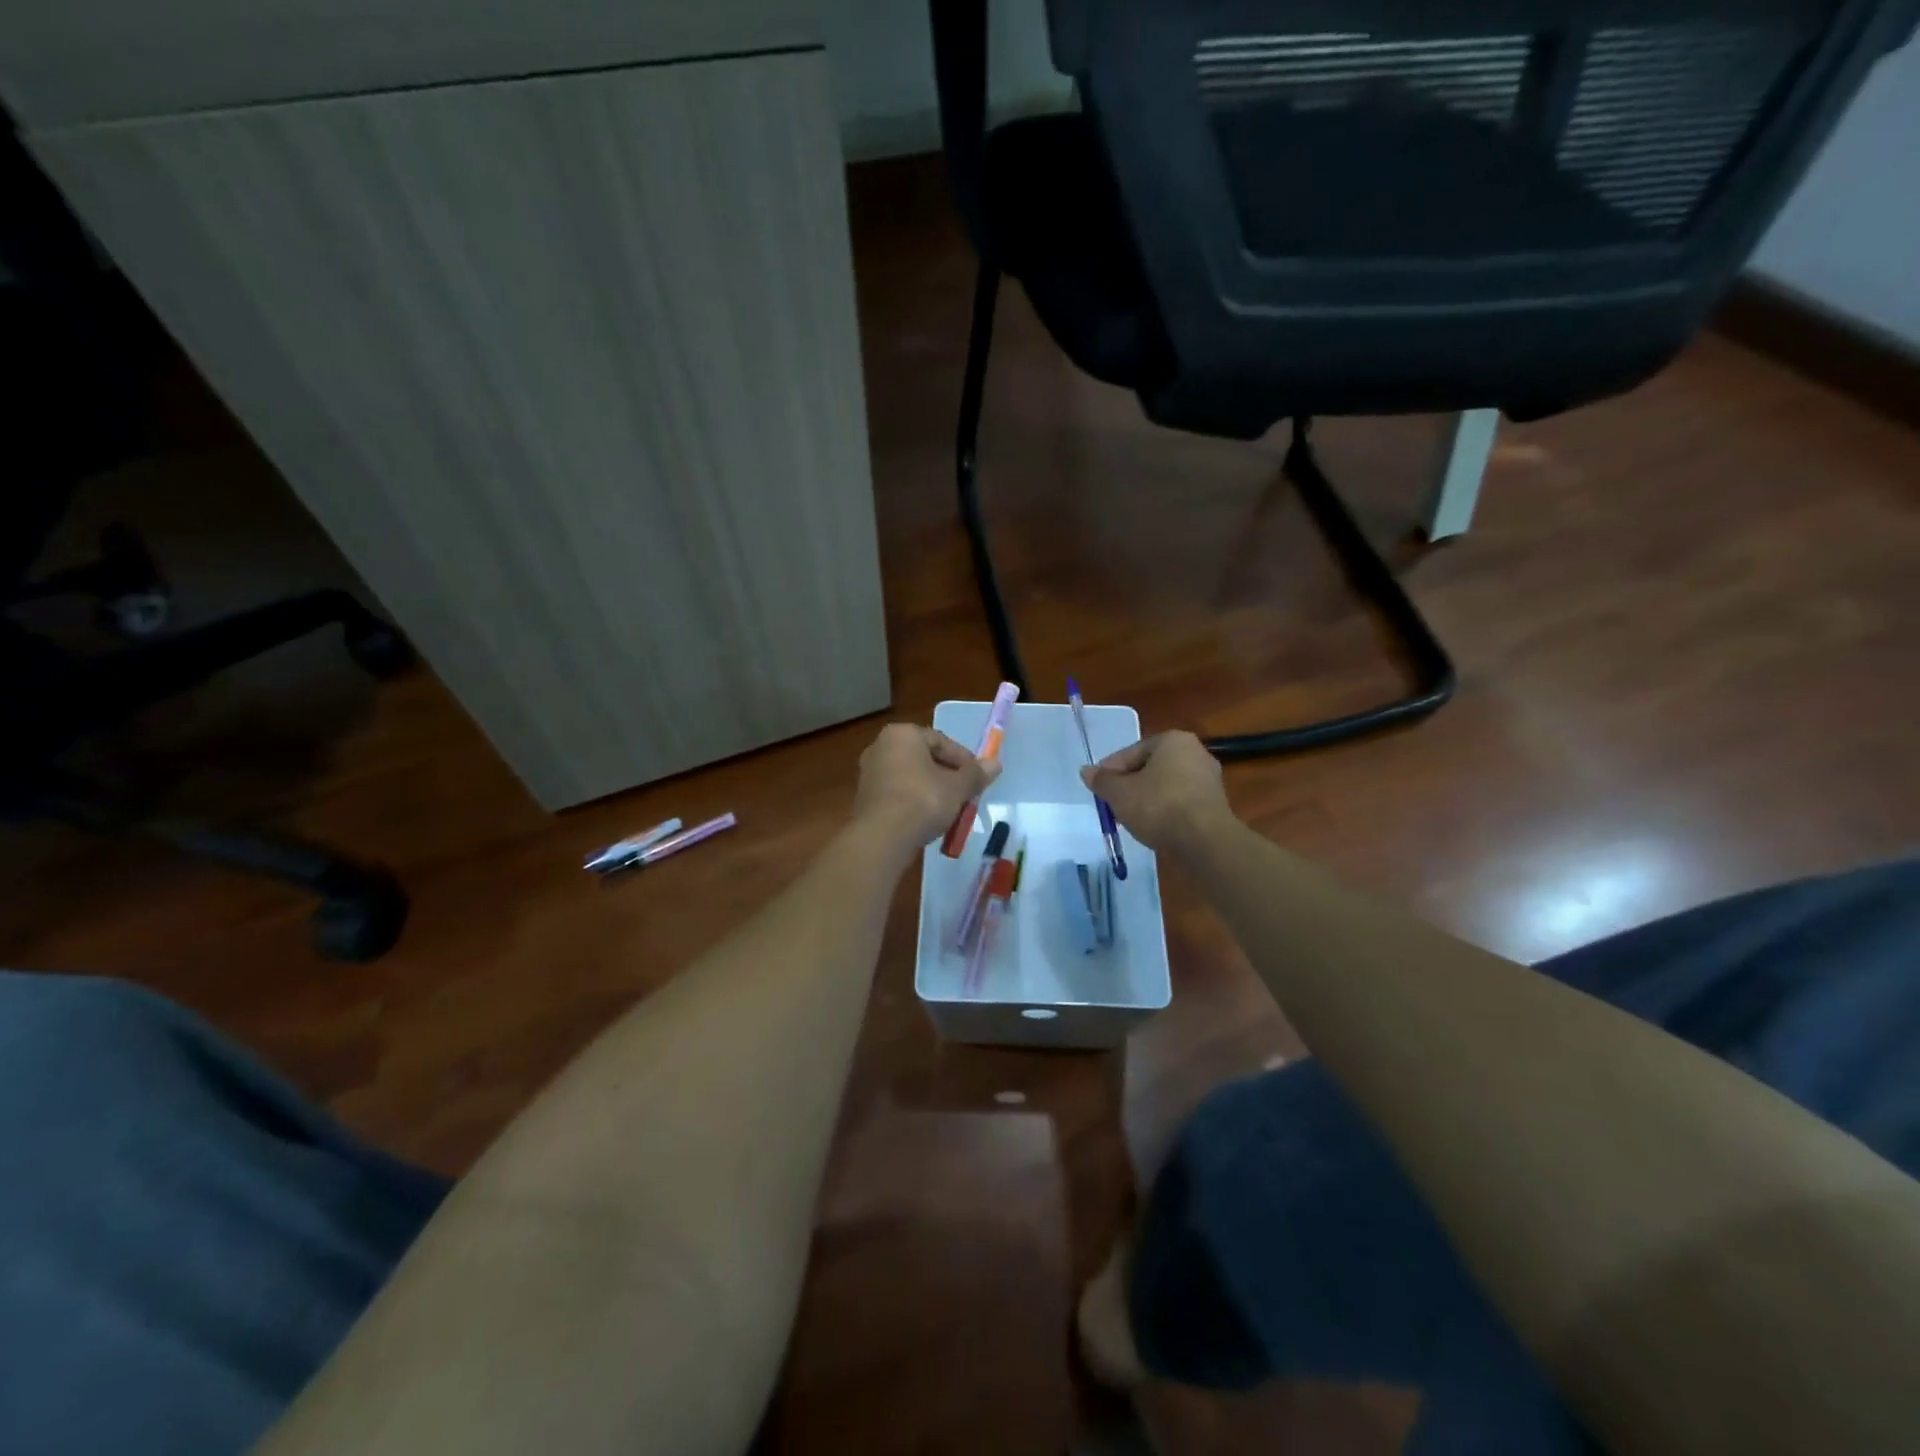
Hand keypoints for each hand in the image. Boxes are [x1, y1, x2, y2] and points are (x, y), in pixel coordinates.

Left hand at [853, 724, 998, 851]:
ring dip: (933, 791)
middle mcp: (881, 747)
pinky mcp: (865, 797)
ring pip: (912, 777)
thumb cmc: (922, 801)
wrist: (881, 838)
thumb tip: (996, 764)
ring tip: (951, 810)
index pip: (941, 741)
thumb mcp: (957, 788)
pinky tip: (929, 819)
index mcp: (902, 735)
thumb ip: (976, 774)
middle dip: (948, 777)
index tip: (978, 779)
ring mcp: (870, 772)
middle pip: (925, 758)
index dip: (964, 760)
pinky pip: (898, 793)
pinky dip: (915, 802)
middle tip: (966, 794)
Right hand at [1082, 731, 1233, 853]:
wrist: (1205, 840)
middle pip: (1150, 768)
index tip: (1099, 790)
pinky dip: (1165, 811)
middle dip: (1129, 786)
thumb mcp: (1120, 793)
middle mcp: (1195, 752)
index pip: (1131, 752)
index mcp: (1172, 740)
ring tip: (1130, 820)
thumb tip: (1086, 771)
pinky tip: (1154, 827)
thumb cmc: (1158, 806)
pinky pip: (1181, 801)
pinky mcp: (1215, 803)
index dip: (1110, 772)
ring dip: (1146, 799)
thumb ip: (1102, 781)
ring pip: (1165, 786)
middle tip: (1112, 805)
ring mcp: (1209, 778)